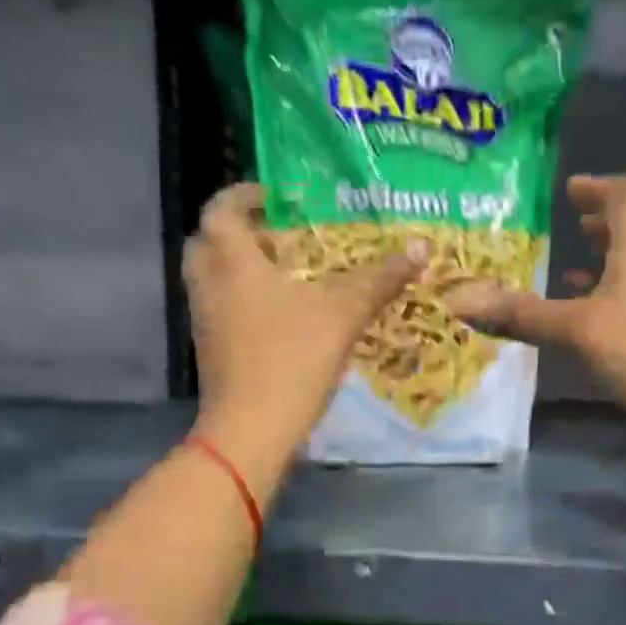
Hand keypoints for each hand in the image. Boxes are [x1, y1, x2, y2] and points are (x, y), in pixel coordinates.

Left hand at [185, 182, 425, 467]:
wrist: (251, 429)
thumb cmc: (291, 358)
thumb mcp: (343, 314)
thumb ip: (379, 280)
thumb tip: (419, 247)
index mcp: (233, 262)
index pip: (221, 209)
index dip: (244, 195)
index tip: (276, 196)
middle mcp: (210, 284)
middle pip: (209, 242)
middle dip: (241, 233)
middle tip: (281, 237)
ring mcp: (206, 321)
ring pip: (214, 278)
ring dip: (242, 268)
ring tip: (288, 275)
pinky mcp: (211, 351)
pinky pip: (222, 309)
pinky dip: (244, 301)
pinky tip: (284, 317)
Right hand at [446, 175, 625, 434]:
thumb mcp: (577, 331)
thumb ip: (523, 315)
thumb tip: (462, 303)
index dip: (598, 187)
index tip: (572, 189)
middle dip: (604, 219)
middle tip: (575, 218)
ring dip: (612, 254)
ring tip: (577, 261)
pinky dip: (618, 288)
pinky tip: (596, 311)